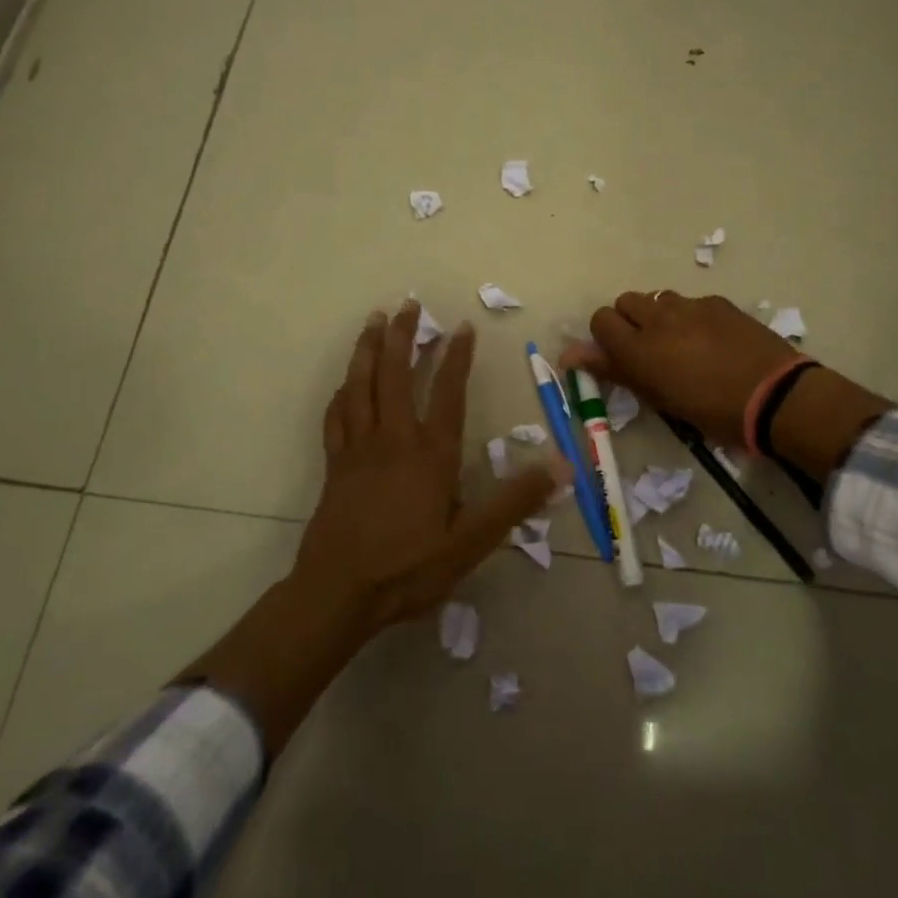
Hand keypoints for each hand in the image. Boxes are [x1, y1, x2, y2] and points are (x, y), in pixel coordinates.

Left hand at [178, 302, 557, 752]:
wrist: (338, 594)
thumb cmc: (409, 568)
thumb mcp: (471, 542)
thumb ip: (514, 501)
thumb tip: (561, 465)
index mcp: (430, 454)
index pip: (447, 393)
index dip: (456, 357)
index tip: (462, 326)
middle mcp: (393, 439)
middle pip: (397, 375)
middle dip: (403, 336)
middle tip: (408, 304)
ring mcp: (359, 449)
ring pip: (361, 386)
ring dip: (368, 350)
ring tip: (374, 321)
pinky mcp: (335, 464)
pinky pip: (336, 417)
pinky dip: (342, 393)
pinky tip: (345, 384)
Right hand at [558, 291, 803, 443]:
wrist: (775, 396)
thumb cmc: (712, 411)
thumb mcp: (659, 398)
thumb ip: (614, 370)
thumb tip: (569, 355)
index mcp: (639, 347)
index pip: (600, 320)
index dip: (606, 338)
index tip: (619, 357)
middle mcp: (658, 317)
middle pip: (625, 301)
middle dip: (629, 321)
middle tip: (648, 349)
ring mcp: (690, 306)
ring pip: (657, 298)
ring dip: (659, 316)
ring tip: (680, 343)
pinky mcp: (717, 302)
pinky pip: (690, 302)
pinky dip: (690, 317)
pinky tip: (711, 340)